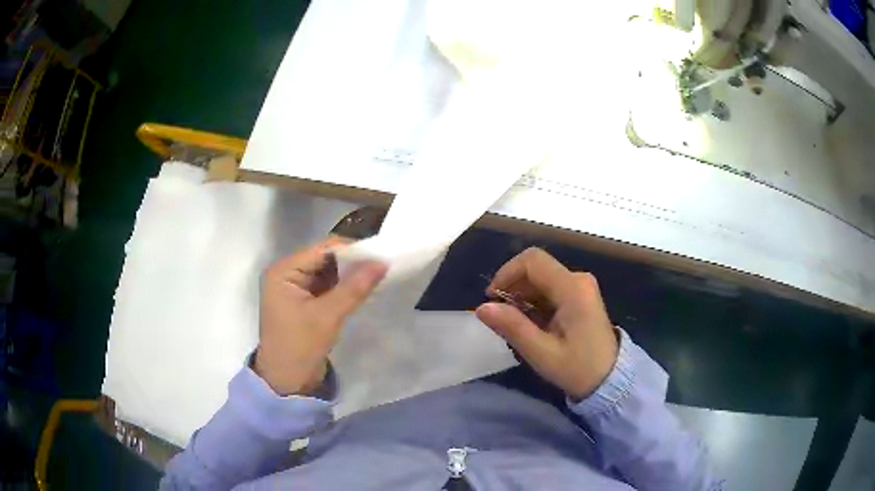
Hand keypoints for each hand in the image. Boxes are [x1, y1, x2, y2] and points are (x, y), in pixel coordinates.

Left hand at [255, 237, 386, 395]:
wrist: (286, 381)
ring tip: (375, 275)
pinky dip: (342, 288)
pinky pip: (325, 287)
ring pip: (327, 273)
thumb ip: (354, 288)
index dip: (350, 250)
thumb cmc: (300, 346)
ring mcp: (294, 289)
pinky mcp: (303, 302)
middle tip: (381, 266)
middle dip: (351, 263)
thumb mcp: (328, 316)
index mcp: (283, 271)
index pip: (321, 250)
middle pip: (324, 259)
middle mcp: (287, 274)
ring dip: (348, 275)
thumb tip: (382, 262)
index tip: (379, 255)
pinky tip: (361, 289)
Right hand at [475, 248, 617, 400]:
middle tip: (501, 317)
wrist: (611, 379)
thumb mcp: (542, 353)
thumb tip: (481, 307)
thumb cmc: (578, 368)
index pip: (532, 261)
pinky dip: (534, 301)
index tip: (491, 298)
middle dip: (513, 287)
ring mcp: (581, 287)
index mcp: (572, 289)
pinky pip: (550, 288)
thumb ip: (513, 327)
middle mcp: (578, 279)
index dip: (507, 273)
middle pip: (536, 268)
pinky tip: (531, 325)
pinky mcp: (581, 296)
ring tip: (515, 325)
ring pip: (541, 278)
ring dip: (522, 296)